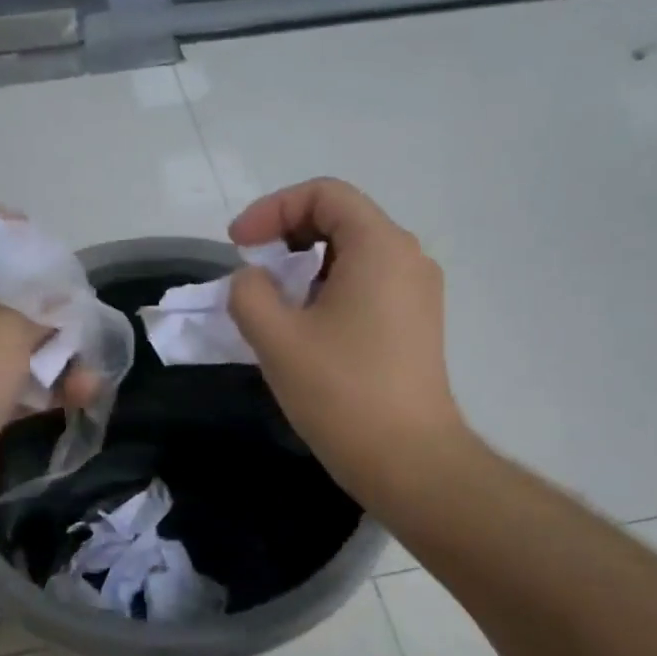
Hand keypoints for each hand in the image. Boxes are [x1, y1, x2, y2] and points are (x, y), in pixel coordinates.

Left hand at [0, 201, 94, 540]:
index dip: (3, 223)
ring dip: (55, 351)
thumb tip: (65, 304)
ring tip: (91, 368)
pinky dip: (45, 385)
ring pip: (11, 337)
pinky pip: (13, 379)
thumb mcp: (6, 328)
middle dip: (44, 298)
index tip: (44, 244)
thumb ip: (43, 307)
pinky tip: (82, 394)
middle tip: (78, 306)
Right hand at [228, 178, 477, 506]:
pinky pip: (367, 282)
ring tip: (274, 303)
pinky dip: (329, 287)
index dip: (272, 209)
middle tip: (252, 270)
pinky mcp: (417, 322)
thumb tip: (253, 280)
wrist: (410, 461)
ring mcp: (418, 291)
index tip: (238, 245)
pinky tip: (306, 327)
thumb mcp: (277, 337)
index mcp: (380, 246)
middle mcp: (408, 257)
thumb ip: (249, 292)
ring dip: (305, 265)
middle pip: (341, 218)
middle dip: (287, 234)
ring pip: (353, 252)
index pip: (323, 194)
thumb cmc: (342, 392)